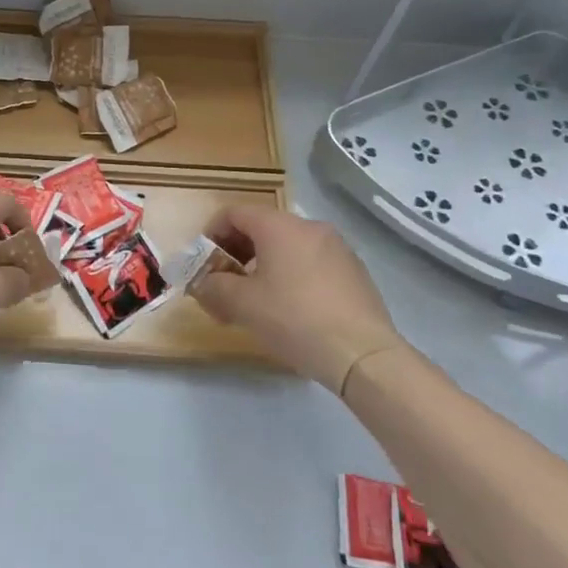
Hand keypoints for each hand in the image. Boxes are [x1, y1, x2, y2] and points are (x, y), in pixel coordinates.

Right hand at [193, 204, 405, 394]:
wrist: (363, 354)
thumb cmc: (294, 319)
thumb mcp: (242, 305)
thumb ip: (213, 287)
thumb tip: (204, 284)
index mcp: (279, 226)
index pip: (234, 213)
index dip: (212, 233)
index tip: (204, 263)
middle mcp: (309, 227)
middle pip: (261, 228)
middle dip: (237, 253)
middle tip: (225, 284)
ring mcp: (337, 248)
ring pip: (288, 246)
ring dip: (264, 265)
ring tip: (257, 300)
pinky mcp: (355, 272)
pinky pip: (311, 263)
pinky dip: (292, 275)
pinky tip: (291, 310)